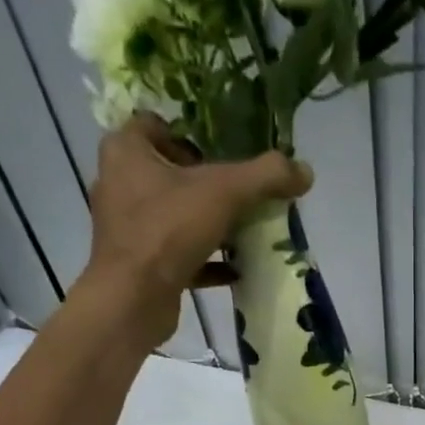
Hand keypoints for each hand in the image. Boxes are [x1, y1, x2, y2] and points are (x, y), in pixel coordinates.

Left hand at [79, 114, 312, 345]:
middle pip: (167, 173)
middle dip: (204, 183)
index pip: (155, 125)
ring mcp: (127, 229)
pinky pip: (177, 255)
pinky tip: (235, 270)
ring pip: (173, 216)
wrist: (133, 299)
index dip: (189, 136)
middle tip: (239, 194)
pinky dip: (205, 261)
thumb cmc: (168, 230)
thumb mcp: (225, 193)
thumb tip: (305, 171)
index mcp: (126, 151)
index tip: (220, 155)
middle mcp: (119, 184)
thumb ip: (266, 177)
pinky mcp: (139, 266)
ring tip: (242, 231)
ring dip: (206, 223)